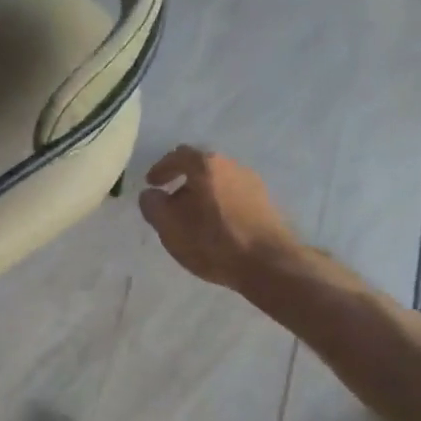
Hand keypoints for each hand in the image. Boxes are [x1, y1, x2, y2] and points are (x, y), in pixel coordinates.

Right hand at [137, 146, 299, 290]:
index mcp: (207, 166)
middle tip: (170, 204)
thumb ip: (153, 206)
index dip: (161, 169)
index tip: (152, 184)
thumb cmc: (214, 242)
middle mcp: (232, 166)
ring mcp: (252, 183)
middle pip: (201, 168)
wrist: (269, 264)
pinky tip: (215, 227)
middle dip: (182, 183)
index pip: (178, 156)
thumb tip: (151, 194)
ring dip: (202, 196)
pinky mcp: (265, 203)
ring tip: (192, 220)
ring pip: (219, 182)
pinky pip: (233, 196)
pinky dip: (219, 205)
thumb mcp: (170, 227)